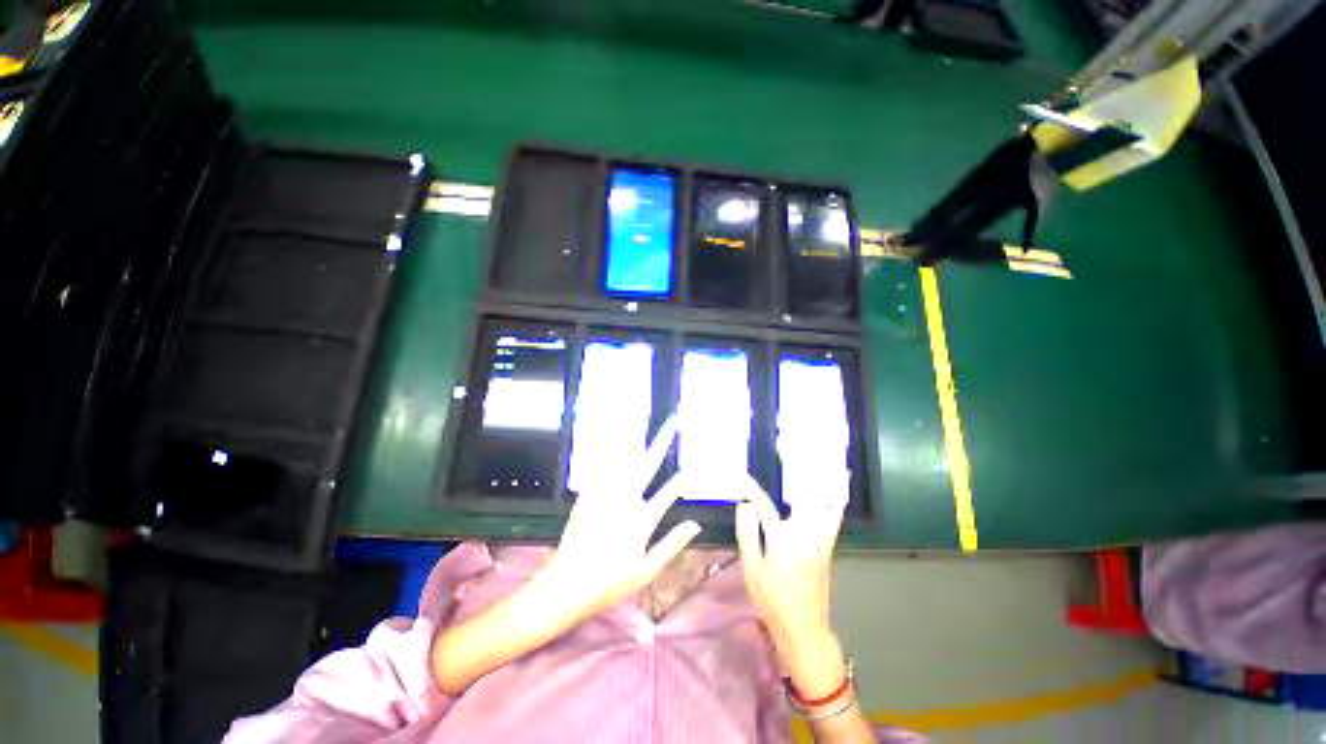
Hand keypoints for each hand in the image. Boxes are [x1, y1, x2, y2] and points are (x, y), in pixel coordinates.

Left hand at [543, 416, 701, 619]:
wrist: (566, 584)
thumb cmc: (610, 583)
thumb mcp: (647, 570)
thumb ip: (672, 545)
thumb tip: (695, 524)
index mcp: (643, 519)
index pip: (669, 493)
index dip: (683, 478)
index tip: (694, 462)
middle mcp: (626, 500)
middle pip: (647, 464)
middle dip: (662, 441)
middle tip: (672, 422)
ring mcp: (606, 496)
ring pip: (623, 460)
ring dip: (635, 438)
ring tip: (642, 419)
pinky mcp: (588, 496)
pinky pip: (602, 468)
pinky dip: (611, 452)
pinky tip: (616, 440)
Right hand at [734, 471, 849, 698]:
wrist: (806, 629)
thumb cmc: (773, 601)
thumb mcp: (753, 571)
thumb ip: (748, 534)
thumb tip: (744, 505)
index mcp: (783, 540)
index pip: (763, 505)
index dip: (749, 488)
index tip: (739, 475)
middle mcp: (807, 533)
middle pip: (804, 491)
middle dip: (798, 463)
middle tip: (789, 442)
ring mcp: (822, 537)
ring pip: (826, 498)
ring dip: (820, 474)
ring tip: (816, 451)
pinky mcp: (828, 543)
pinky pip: (835, 512)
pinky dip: (836, 493)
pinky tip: (837, 479)